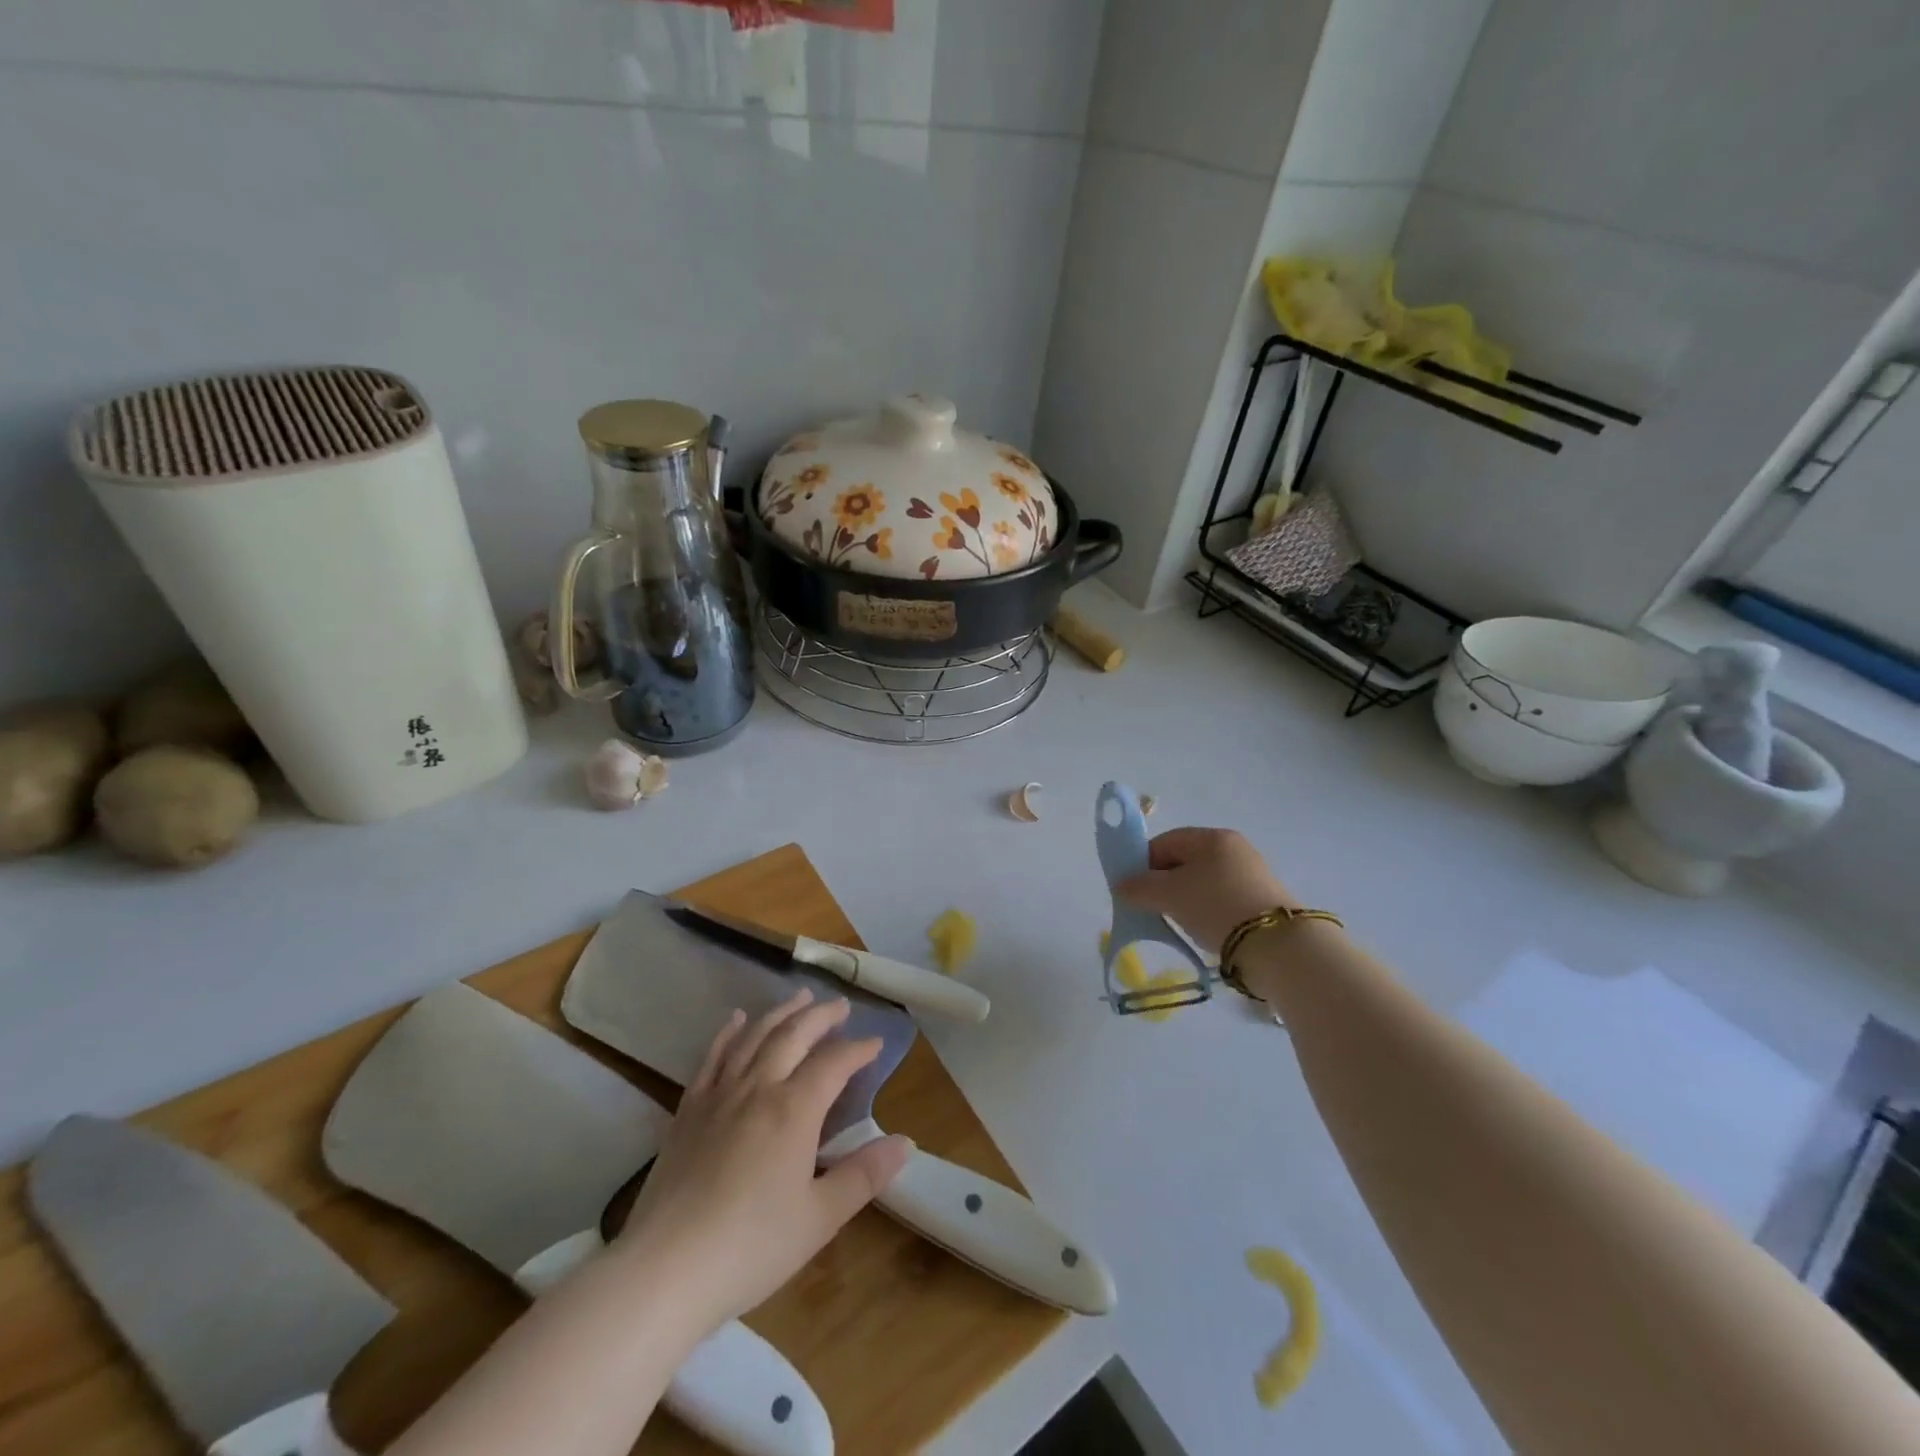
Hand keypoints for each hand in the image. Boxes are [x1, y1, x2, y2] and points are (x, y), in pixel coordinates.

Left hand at [614, 990, 910, 1331]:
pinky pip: (713, 1057)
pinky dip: (729, 1033)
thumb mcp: (820, 1218)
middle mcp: (758, 1087)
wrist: (664, 1270)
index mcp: (794, 1109)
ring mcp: (719, 1095)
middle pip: (794, 1035)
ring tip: (800, 998)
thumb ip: (864, 1175)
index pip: (834, 1063)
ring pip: (755, 1036)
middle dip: (821, 1016)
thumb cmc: (751, 1247)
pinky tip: (736, 1020)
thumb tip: (906, 1142)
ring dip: (781, 1013)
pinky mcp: (688, 1110)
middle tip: (840, 1006)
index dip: (858, 1049)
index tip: (876, 1043)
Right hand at [1116, 826, 1296, 952]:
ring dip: (1185, 899)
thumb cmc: (1215, 906)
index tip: (1133, 888)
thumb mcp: (1169, 895)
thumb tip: (1122, 886)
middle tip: (1152, 907)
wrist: (1277, 945)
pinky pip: (1222, 898)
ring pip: (1203, 882)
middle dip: (1164, 883)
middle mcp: (1234, 849)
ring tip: (1178, 922)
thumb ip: (1139, 887)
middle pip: (1185, 861)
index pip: (1166, 841)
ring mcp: (1252, 874)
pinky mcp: (1263, 900)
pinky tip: (1203, 929)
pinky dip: (1206, 910)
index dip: (1143, 862)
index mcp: (1212, 837)